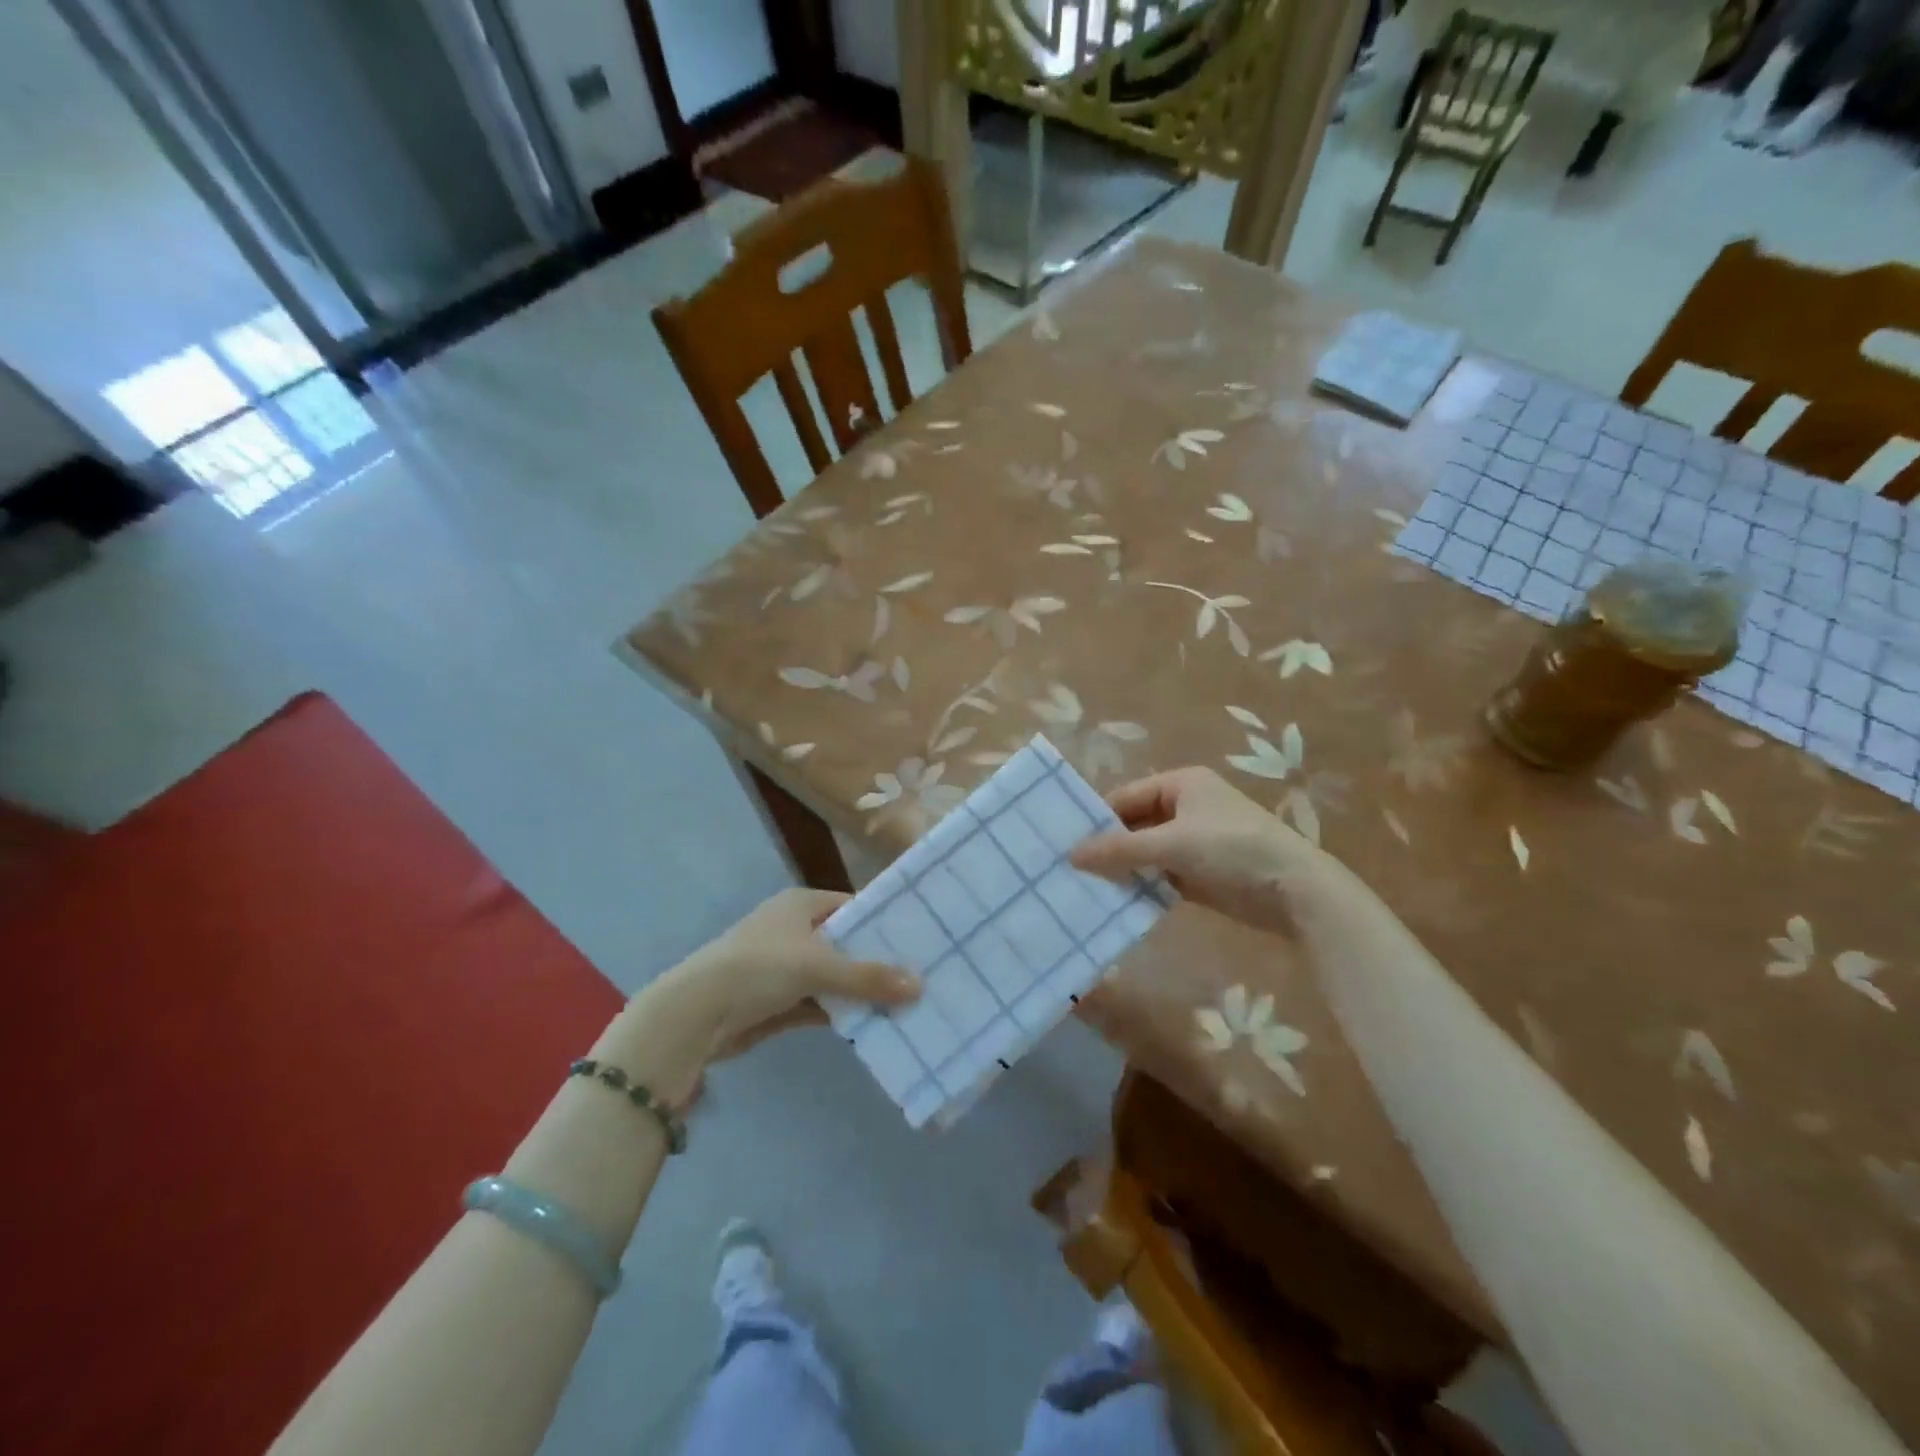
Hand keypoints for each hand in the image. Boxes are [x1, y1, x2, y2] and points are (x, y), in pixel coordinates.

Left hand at [664, 888, 918, 1059]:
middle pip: (846, 944)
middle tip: (922, 975)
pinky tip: (875, 1024)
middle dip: (878, 962)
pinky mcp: (779, 1001)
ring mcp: (786, 967)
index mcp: (801, 905)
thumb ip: (868, 977)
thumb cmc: (759, 968)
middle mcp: (794, 930)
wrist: (696, 1015)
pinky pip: (821, 1003)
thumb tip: (919, 985)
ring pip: (835, 977)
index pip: (853, 906)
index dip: (883, 921)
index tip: (920, 938)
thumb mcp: (817, 966)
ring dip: (862, 991)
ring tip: (909, 1002)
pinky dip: (842, 1012)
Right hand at [1071, 768, 1362, 937]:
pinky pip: (1160, 875)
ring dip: (1122, 869)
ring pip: (1145, 853)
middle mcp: (1185, 807)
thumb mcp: (1172, 844)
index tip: (1065, 843)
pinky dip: (1142, 886)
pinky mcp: (1200, 873)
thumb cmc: (1232, 849)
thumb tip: (1071, 855)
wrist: (1295, 890)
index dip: (1097, 819)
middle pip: (1134, 825)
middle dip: (1108, 847)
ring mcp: (1194, 842)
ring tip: (1083, 887)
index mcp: (1181, 784)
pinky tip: (1115, 902)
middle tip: (1069, 868)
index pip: (1125, 797)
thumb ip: (1120, 849)